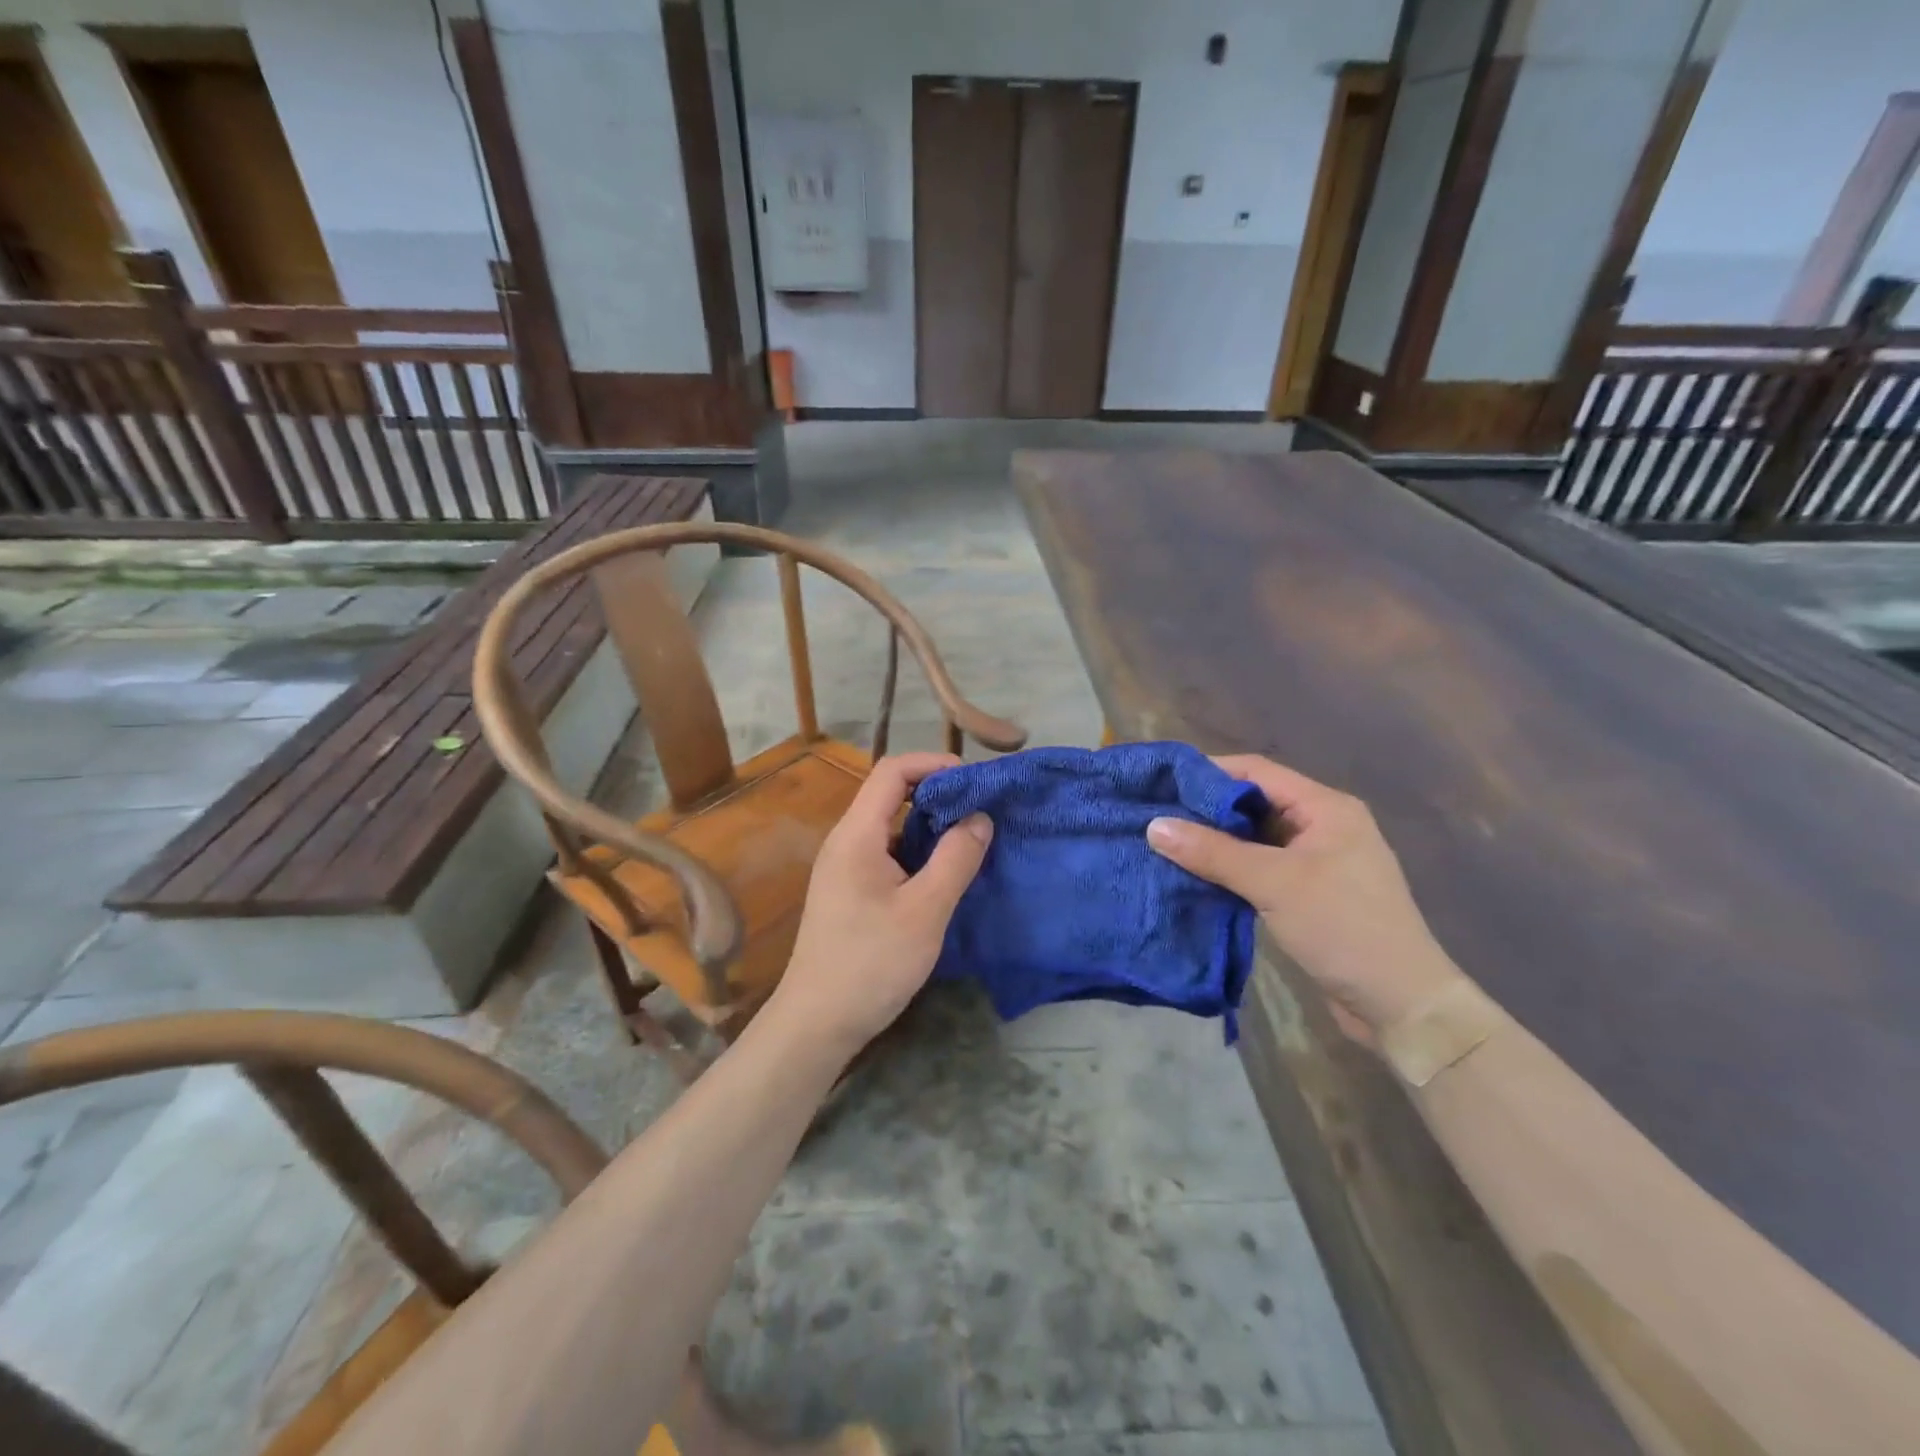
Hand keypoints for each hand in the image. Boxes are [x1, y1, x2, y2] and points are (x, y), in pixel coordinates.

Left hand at [774, 752, 992, 1058]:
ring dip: (930, 824)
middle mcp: (846, 841)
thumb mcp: (925, 910)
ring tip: (971, 838)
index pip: (892, 771)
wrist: (817, 1023)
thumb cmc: (871, 963)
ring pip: (891, 826)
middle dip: (937, 793)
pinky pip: (887, 852)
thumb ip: (956, 858)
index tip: (974, 781)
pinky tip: (944, 872)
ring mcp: (845, 867)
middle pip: (890, 794)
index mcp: (857, 834)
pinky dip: (918, 850)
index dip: (934, 764)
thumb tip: (980, 817)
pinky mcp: (850, 891)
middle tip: (981, 810)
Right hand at [1146, 754, 1460, 1032]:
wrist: (1401, 1005)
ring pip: (1255, 837)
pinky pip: (1261, 866)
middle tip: (1156, 814)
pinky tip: (1196, 875)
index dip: (1208, 772)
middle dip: (1206, 808)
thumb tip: (1154, 825)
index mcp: (1326, 807)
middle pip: (1254, 801)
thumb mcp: (1274, 884)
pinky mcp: (1310, 892)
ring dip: (1216, 841)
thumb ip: (1213, 852)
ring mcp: (1318, 860)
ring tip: (1166, 843)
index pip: (1256, 771)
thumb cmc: (1343, 928)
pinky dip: (1230, 868)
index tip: (1162, 782)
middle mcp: (1323, 825)